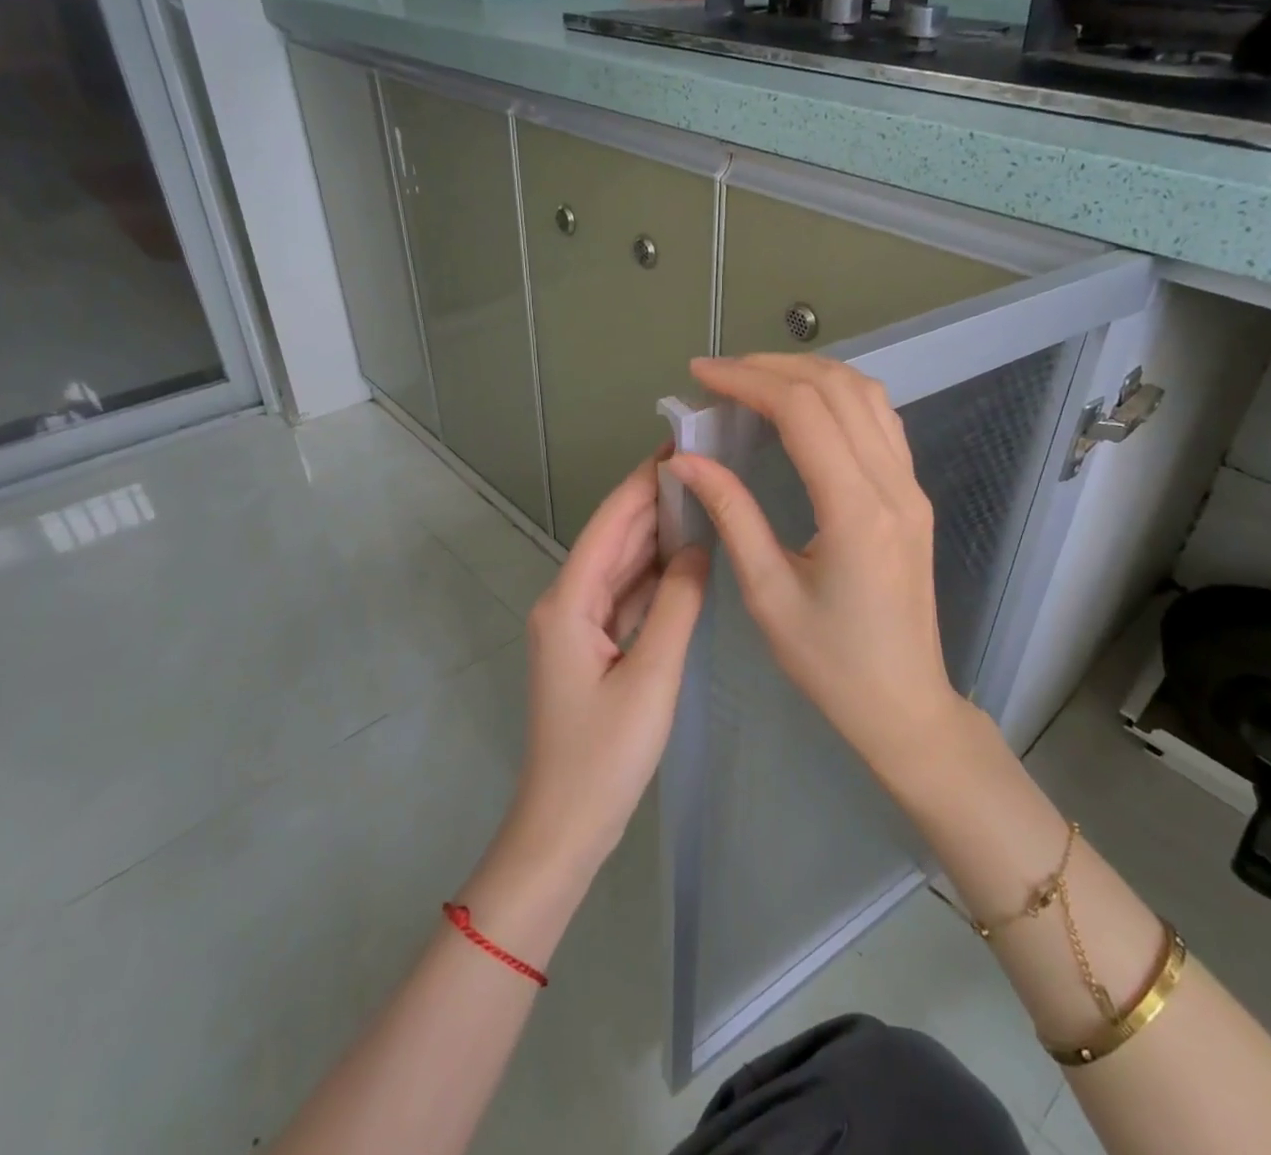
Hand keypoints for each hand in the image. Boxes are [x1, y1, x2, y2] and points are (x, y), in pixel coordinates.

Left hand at [508, 452, 708, 880]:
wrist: (564, 827)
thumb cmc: (604, 755)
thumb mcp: (652, 676)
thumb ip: (677, 604)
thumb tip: (698, 545)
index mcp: (569, 600)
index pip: (611, 522)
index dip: (644, 481)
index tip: (681, 444)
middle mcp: (567, 602)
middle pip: (615, 538)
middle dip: (656, 500)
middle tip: (706, 464)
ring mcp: (578, 625)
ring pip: (622, 565)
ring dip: (657, 534)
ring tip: (705, 497)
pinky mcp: (592, 646)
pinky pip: (626, 596)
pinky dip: (655, 575)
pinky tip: (688, 558)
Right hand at [665, 355, 964, 778]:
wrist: (904, 703)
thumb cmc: (830, 664)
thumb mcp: (768, 594)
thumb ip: (732, 515)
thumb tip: (687, 460)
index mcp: (855, 511)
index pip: (802, 412)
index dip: (748, 381)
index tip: (701, 375)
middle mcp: (892, 485)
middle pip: (836, 389)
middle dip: (773, 367)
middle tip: (720, 374)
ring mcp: (911, 487)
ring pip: (867, 396)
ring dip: (810, 373)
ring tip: (756, 379)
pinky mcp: (913, 496)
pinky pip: (881, 421)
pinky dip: (840, 396)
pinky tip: (806, 407)